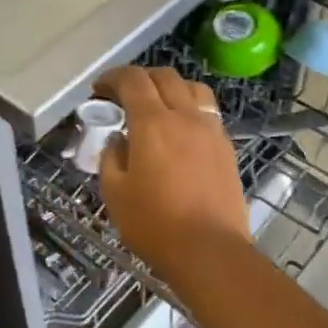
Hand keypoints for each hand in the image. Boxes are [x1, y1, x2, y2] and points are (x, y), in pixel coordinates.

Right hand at [94, 66, 251, 280]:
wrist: (209, 251)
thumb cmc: (154, 224)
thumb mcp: (114, 192)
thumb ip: (111, 157)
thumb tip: (118, 139)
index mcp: (152, 122)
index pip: (132, 80)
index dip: (113, 78)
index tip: (99, 89)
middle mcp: (185, 116)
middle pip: (165, 76)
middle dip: (140, 78)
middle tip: (124, 96)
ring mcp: (211, 130)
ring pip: (193, 88)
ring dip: (171, 87)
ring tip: (158, 106)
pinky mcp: (227, 148)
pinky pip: (208, 112)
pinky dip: (190, 109)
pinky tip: (181, 131)